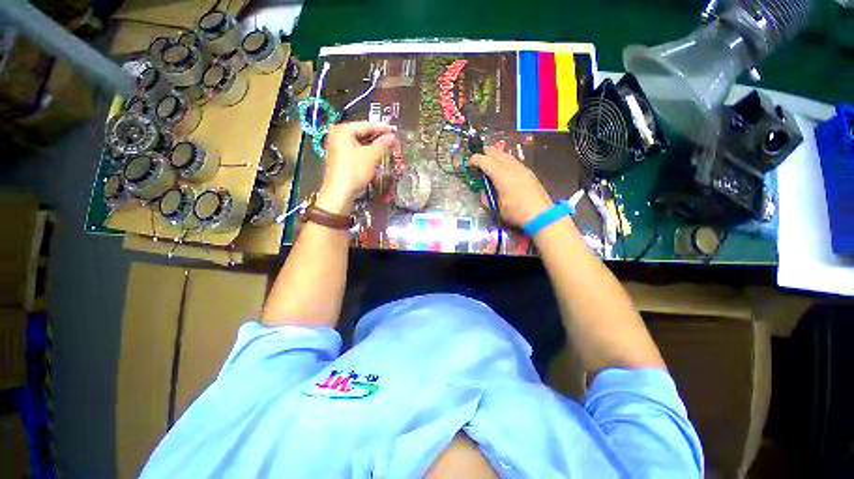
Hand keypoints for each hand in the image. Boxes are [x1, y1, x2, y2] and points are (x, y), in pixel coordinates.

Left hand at [318, 121, 395, 213]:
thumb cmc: (355, 170)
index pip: (366, 125)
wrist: (340, 192)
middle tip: (391, 139)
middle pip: (361, 133)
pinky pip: (355, 150)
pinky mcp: (339, 157)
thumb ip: (383, 144)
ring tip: (386, 147)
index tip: (395, 130)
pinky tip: (375, 155)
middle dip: (377, 137)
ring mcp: (336, 146)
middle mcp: (337, 135)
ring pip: (359, 142)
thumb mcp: (371, 156)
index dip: (382, 128)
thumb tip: (393, 136)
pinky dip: (365, 151)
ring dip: (372, 145)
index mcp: (343, 130)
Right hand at [469, 146, 552, 227]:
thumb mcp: (496, 208)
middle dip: (485, 152)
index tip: (468, 163)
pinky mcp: (528, 172)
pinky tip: (503, 167)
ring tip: (489, 159)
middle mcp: (512, 168)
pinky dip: (505, 160)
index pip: (485, 161)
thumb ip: (486, 197)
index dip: (474, 160)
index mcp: (502, 176)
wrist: (541, 215)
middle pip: (496, 153)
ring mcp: (522, 169)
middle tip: (477, 156)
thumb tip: (483, 190)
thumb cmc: (516, 213)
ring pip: (506, 155)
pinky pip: (513, 161)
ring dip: (496, 155)